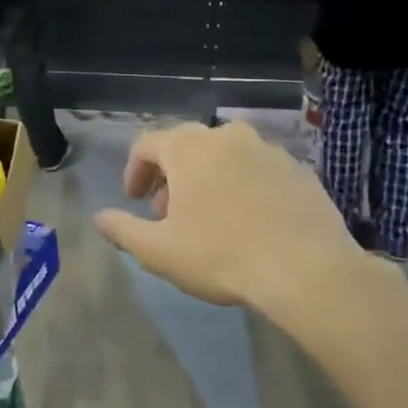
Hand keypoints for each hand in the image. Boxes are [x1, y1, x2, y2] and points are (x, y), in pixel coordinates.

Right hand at [92, 121, 364, 313]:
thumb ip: (123, 230)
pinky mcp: (299, 170)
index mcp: (189, 148)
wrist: (308, 271)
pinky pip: (258, 170)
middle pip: (186, 145)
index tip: (135, 201)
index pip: (147, 143)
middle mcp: (227, 137)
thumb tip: (99, 218)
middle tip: (168, 214)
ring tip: (209, 219)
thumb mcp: (159, 251)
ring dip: (207, 179)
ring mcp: (268, 150)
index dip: (134, 170)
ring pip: (225, 155)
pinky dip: (243, 186)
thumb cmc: (221, 255)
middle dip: (170, 176)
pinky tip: (249, 222)